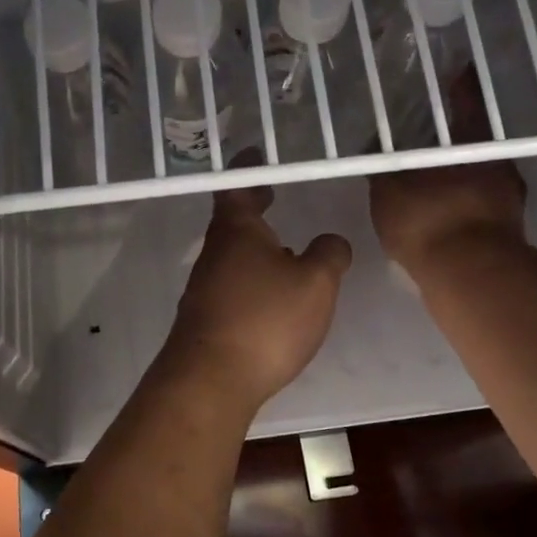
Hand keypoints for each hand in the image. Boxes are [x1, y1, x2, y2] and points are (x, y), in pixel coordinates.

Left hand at [165, 186, 351, 408]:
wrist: (210, 380)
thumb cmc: (265, 320)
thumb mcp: (315, 283)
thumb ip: (329, 255)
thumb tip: (331, 241)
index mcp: (237, 231)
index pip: (238, 185)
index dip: (249, 168)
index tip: (259, 156)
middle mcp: (214, 253)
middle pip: (233, 220)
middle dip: (254, 207)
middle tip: (274, 196)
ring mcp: (205, 287)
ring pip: (232, 254)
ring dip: (254, 245)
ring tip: (284, 248)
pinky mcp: (206, 318)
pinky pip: (232, 284)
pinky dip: (251, 277)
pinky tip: (271, 296)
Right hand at [369, 69, 526, 269]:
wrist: (469, 276)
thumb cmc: (428, 220)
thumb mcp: (389, 190)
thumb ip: (380, 167)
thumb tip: (372, 145)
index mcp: (473, 142)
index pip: (469, 100)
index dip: (461, 84)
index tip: (454, 71)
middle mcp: (498, 162)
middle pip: (476, 139)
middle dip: (455, 135)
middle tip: (431, 130)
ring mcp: (508, 198)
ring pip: (481, 172)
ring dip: (460, 171)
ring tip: (432, 175)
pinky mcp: (507, 230)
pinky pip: (480, 203)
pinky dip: (464, 201)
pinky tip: (444, 210)